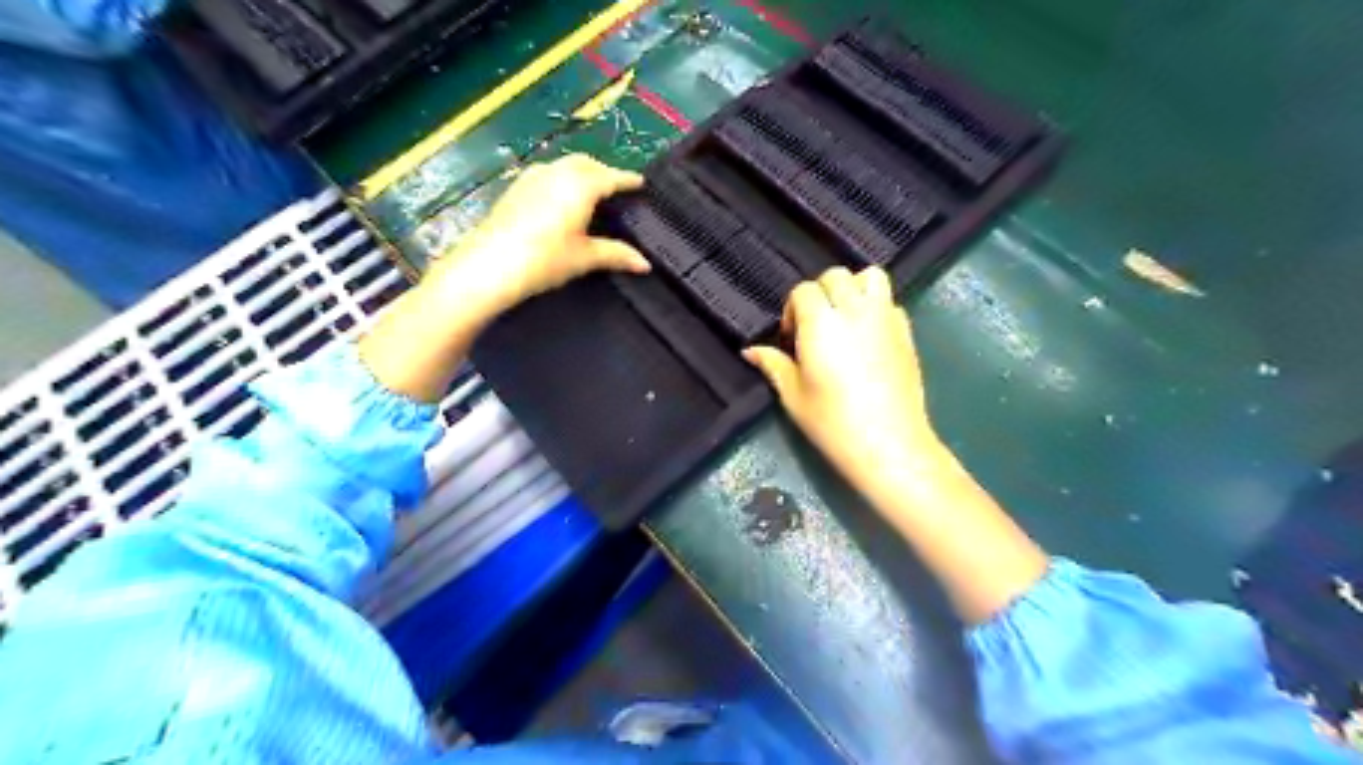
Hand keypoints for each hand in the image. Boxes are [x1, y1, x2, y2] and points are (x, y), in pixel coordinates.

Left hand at [428, 151, 658, 309]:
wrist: (491, 264)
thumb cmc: (546, 259)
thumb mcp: (585, 258)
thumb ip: (617, 255)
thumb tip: (646, 265)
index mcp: (581, 185)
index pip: (611, 177)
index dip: (628, 180)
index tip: (641, 183)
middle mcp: (558, 172)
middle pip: (587, 164)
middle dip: (604, 172)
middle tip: (616, 187)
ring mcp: (533, 177)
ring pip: (564, 165)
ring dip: (581, 172)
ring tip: (591, 191)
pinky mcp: (516, 187)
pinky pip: (547, 173)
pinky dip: (561, 179)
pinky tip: (560, 198)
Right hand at [745, 267, 951, 495]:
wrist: (889, 445)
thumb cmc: (833, 423)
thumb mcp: (793, 396)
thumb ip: (773, 364)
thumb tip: (751, 351)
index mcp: (821, 323)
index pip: (803, 291)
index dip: (792, 310)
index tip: (790, 339)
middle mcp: (855, 311)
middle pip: (835, 277)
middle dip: (820, 294)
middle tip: (814, 327)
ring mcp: (885, 319)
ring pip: (870, 277)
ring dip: (853, 289)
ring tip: (844, 318)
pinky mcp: (906, 333)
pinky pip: (890, 302)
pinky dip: (876, 307)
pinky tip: (868, 336)